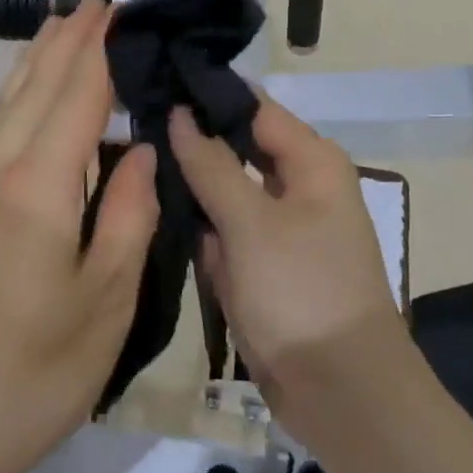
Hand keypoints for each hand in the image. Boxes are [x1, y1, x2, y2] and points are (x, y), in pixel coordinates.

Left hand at [0, 0, 159, 472]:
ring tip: (61, 28)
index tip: (119, 10)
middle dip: (65, 41)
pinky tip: (29, 98)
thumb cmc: (38, 373)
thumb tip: (138, 150)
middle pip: (33, 87)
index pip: (75, 97)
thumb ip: (129, 214)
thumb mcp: (107, 300)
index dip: (98, 50)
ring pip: (5, 104)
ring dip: (36, 62)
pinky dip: (17, 97)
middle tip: (94, 2)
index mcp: (37, 189)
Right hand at [168, 98, 410, 454]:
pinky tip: (151, 204)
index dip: (205, 94)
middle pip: (236, 146)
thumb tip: (179, 112)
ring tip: (132, 157)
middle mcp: (297, 185)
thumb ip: (211, 163)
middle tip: (133, 119)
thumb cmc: (301, 292)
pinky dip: (196, 222)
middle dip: (190, 139)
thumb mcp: (250, 222)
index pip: (251, 106)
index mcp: (311, 162)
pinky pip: (222, 227)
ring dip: (188, 183)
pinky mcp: (261, 262)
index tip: (154, 79)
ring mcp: (277, 226)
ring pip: (223, 188)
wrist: (339, 393)